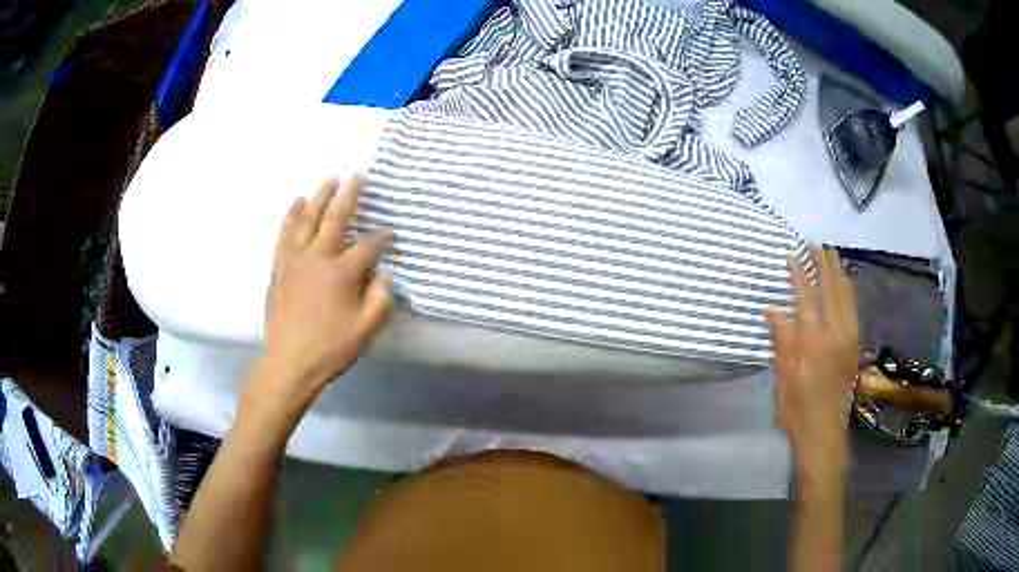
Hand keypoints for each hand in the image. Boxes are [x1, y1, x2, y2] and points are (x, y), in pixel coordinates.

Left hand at [248, 176, 395, 419]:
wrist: (289, 363)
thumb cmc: (330, 348)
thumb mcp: (366, 329)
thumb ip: (381, 298)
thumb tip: (385, 274)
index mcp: (341, 272)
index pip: (368, 246)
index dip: (384, 240)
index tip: (392, 238)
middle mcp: (317, 257)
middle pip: (334, 218)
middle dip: (348, 196)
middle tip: (356, 175)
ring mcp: (294, 260)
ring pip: (307, 220)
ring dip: (318, 197)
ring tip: (328, 180)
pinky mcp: (279, 267)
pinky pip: (285, 234)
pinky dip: (290, 216)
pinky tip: (295, 204)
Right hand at [766, 249, 859, 489]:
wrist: (825, 436)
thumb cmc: (798, 412)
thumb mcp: (784, 379)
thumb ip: (782, 342)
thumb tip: (774, 310)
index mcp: (815, 342)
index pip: (806, 298)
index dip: (799, 275)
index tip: (792, 254)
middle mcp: (836, 334)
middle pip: (831, 291)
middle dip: (823, 265)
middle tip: (816, 244)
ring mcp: (849, 339)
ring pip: (846, 297)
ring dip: (838, 274)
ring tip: (831, 254)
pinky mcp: (854, 347)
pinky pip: (853, 309)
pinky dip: (848, 291)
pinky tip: (845, 283)